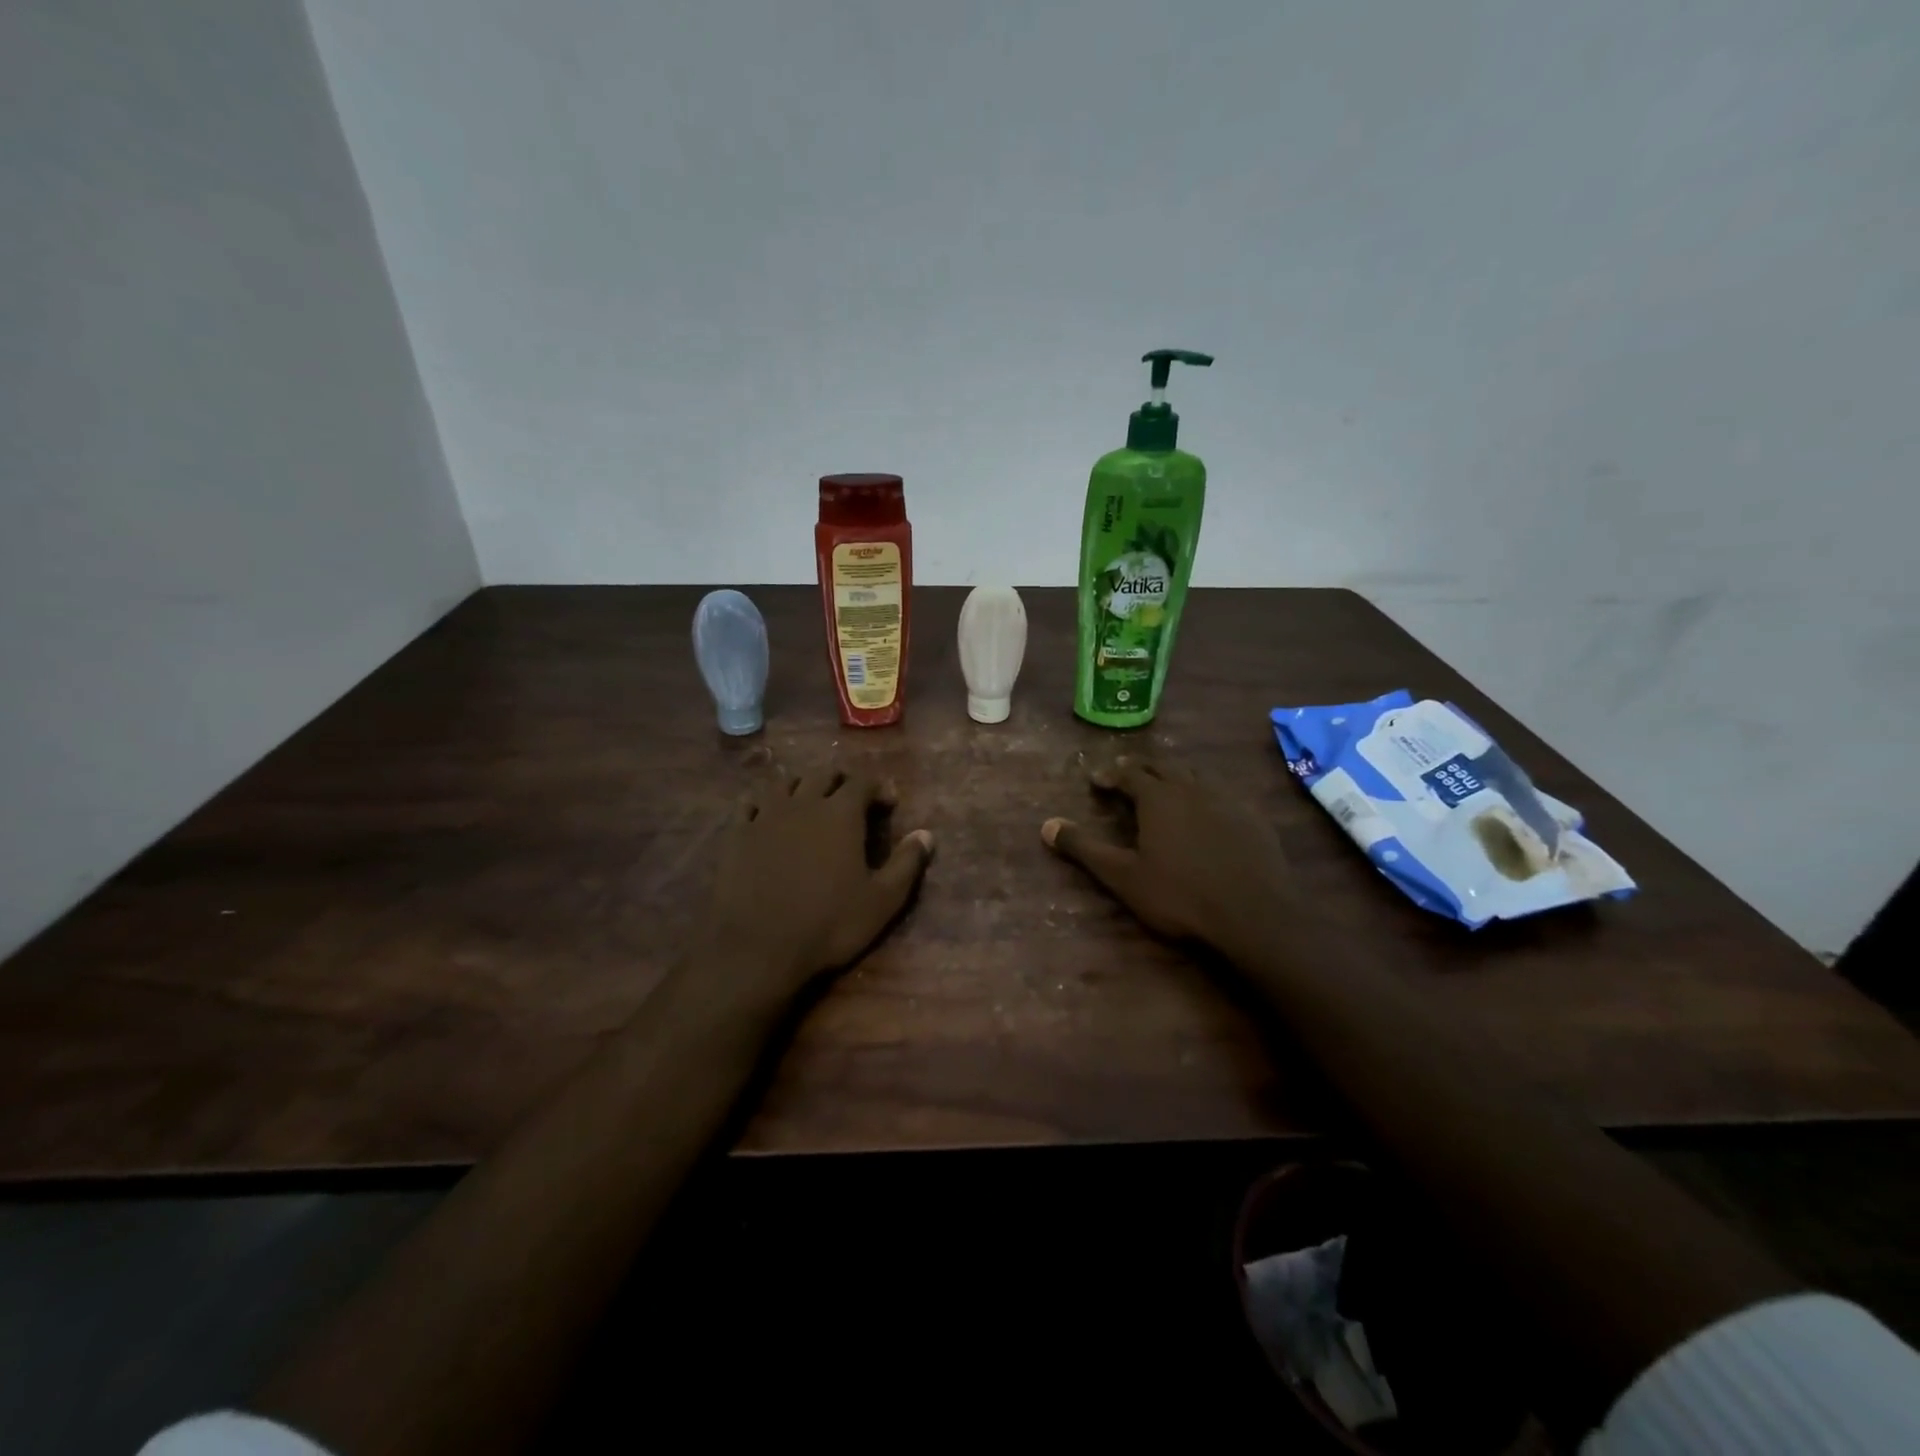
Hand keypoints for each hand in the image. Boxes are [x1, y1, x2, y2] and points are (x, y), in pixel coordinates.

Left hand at [701, 763, 933, 1010]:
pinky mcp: (736, 834)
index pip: (862, 782)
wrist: (756, 948)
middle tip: (850, 799)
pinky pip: (750, 804)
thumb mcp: (882, 901)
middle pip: (823, 775)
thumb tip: (926, 834)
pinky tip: (767, 816)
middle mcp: (803, 803)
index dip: (878, 787)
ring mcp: (765, 815)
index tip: (888, 803)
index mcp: (841, 814)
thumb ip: (907, 863)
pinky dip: (764, 803)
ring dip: (802, 786)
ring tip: (810, 803)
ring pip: (785, 784)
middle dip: (841, 781)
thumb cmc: (828, 924)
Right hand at [1041, 755, 1290, 963]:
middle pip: (1162, 766)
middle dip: (1141, 768)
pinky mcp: (1253, 818)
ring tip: (1165, 787)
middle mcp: (1191, 789)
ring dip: (1175, 776)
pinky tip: (1208, 813)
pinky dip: (1205, 795)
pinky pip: (1223, 794)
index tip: (1096, 779)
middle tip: (1127, 774)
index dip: (1109, 774)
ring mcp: (1227, 800)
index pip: (1128, 773)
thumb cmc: (1180, 896)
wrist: (1254, 916)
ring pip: (1195, 776)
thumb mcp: (1123, 877)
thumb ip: (1084, 848)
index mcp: (1158, 798)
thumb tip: (1046, 826)